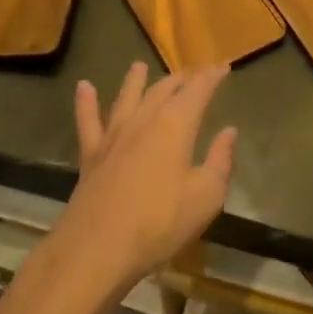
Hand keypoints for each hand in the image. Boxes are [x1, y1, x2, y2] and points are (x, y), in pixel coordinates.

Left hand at [52, 62, 237, 296]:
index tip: (223, 66)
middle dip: (180, 79)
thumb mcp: (206, 197)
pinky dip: (86, 102)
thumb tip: (229, 132)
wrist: (98, 248)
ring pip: (126, 98)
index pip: (198, 90)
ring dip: (135, 81)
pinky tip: (84, 87)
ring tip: (139, 66)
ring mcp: (113, 136)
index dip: (211, 76)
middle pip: (162, 90)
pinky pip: (88, 121)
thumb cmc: (160, 223)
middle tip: (191, 73)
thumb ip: (220, 161)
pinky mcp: (91, 155)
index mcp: (175, 125)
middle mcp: (143, 120)